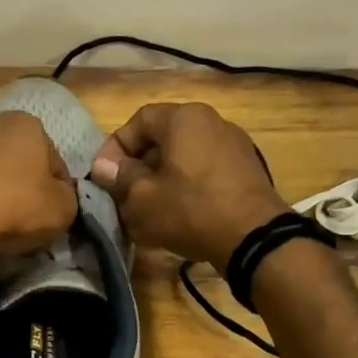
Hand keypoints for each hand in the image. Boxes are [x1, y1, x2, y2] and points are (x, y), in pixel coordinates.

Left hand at [0, 112, 78, 255]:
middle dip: (13, 179)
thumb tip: (58, 196)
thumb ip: (66, 197)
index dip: (56, 188)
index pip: (52, 160)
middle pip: (8, 156)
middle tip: (17, 215)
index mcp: (26, 125)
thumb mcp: (64, 209)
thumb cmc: (16, 207)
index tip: (52, 212)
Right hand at [89, 102, 287, 265]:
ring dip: (161, 179)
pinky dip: (186, 186)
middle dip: (138, 166)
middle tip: (123, 195)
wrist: (253, 238)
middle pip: (163, 138)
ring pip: (184, 157)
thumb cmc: (190, 210)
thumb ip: (120, 178)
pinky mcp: (246, 170)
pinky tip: (178, 214)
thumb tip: (103, 166)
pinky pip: (204, 171)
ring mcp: (234, 145)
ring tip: (148, 209)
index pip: (139, 120)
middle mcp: (212, 122)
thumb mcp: (143, 198)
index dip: (115, 147)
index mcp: (184, 119)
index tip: (104, 175)